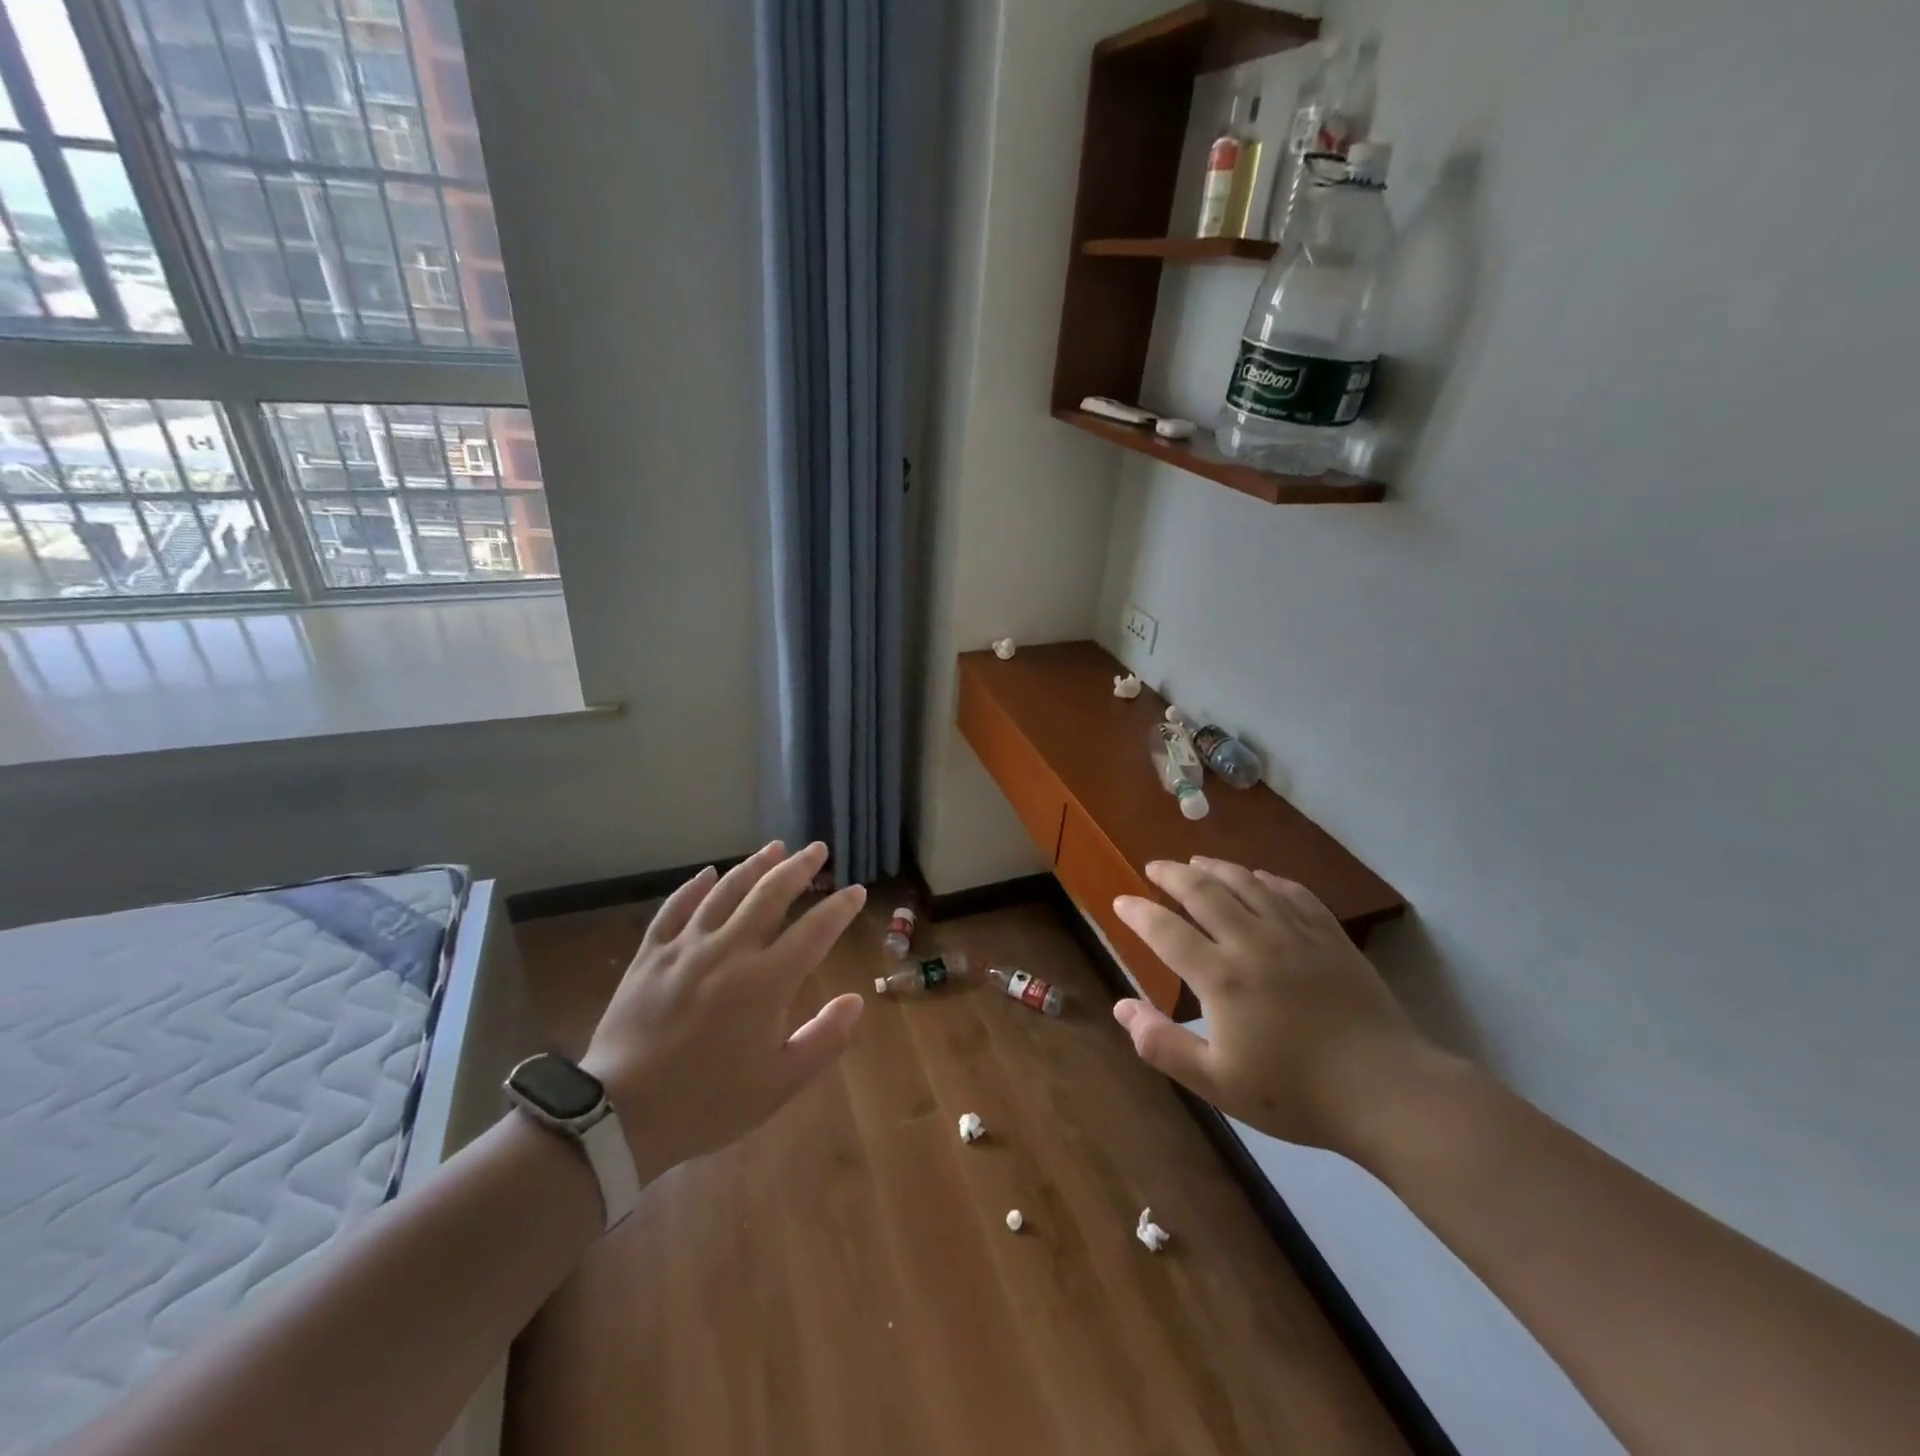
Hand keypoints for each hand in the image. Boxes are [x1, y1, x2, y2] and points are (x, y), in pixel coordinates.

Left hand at [580, 841, 865, 1181]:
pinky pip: (674, 909)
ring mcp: (685, 948)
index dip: (839, 907)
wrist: (619, 1116)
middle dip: (800, 868)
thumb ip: (823, 1040)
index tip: (857, 891)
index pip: (814, 930)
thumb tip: (855, 1001)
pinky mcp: (650, 955)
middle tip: (818, 849)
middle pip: (770, 895)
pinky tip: (708, 874)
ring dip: (754, 865)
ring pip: (725, 892)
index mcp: (765, 982)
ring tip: (775, 847)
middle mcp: (729, 951)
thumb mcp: (779, 1085)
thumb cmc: (707, 1103)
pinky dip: (693, 887)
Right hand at [1111, 858, 1443, 1152]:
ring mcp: (1296, 934)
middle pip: (1204, 891)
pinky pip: (1293, 892)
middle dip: (1172, 875)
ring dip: (1216, 867)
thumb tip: (1121, 1007)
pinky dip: (1268, 879)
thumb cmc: (1295, 1093)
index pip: (1167, 930)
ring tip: (1196, 861)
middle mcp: (1253, 941)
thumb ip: (1163, 1045)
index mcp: (1222, 976)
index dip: (1139, 912)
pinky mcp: (1331, 936)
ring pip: (1247, 883)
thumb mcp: (1218, 1083)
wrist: (1386, 1091)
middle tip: (1154, 867)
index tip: (1121, 901)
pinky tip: (1260, 878)